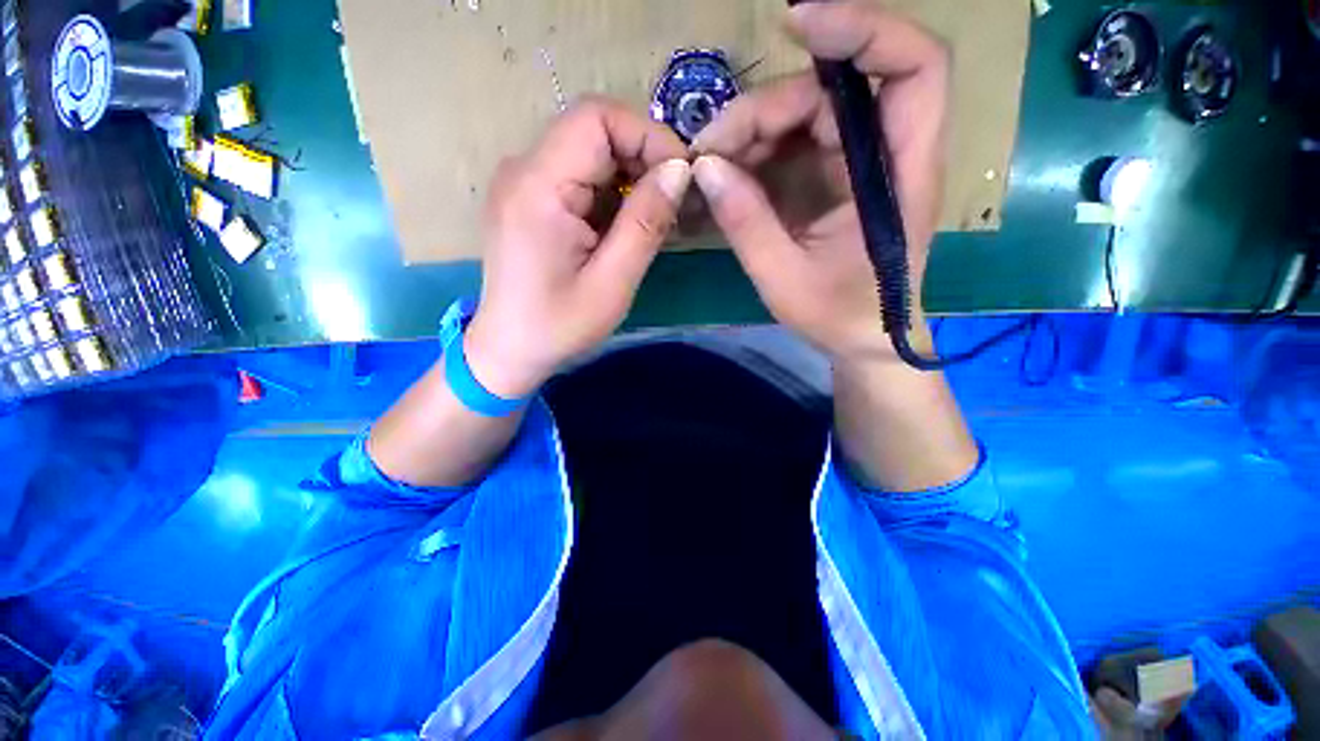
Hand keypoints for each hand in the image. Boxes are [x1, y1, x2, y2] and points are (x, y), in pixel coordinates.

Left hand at [466, 97, 690, 396]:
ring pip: (588, 154)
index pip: (596, 118)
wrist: (509, 350)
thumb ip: (645, 223)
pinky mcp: (528, 200)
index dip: (647, 135)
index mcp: (538, 187)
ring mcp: (522, 184)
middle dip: (642, 158)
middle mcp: (523, 171)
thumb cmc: (558, 326)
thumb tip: (679, 170)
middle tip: (673, 203)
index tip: (680, 176)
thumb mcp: (612, 283)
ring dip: (629, 178)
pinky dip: (610, 193)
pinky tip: (625, 227)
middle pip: (593, 131)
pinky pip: (577, 177)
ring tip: (654, 218)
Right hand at [692, 2, 949, 363]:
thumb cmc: (837, 316)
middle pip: (835, 91)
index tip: (795, 26)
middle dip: (767, 107)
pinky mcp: (837, 177)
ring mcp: (859, 164)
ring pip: (810, 113)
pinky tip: (730, 173)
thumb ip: (745, 223)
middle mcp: (886, 155)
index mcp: (897, 176)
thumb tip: (705, 168)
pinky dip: (760, 150)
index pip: (912, 68)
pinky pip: (798, 142)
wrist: (863, 339)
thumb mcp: (783, 278)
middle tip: (711, 148)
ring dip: (756, 129)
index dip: (862, 29)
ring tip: (712, 164)